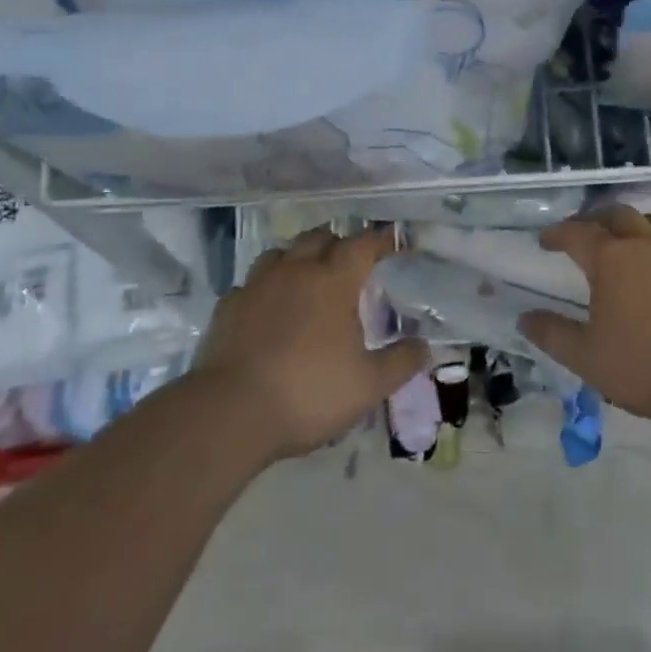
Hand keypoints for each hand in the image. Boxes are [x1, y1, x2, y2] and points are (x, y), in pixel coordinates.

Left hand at [195, 227, 427, 460]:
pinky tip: (267, 307)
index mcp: (333, 282)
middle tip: (349, 260)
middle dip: (338, 242)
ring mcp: (257, 286)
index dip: (381, 240)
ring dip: (298, 257)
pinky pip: (251, 284)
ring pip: (280, 253)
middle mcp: (295, 271)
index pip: (362, 244)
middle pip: (319, 238)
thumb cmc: (308, 393)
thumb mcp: (368, 386)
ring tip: (307, 276)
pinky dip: (265, 287)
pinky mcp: (227, 307)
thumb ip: (400, 362)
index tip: (394, 243)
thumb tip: (423, 346)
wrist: (229, 414)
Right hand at [518, 206, 650, 424]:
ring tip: (629, 240)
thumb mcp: (588, 358)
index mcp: (610, 259)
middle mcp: (645, 242)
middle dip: (595, 220)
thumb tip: (524, 318)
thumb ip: (553, 334)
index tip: (545, 241)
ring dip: (634, 225)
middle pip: (616, 215)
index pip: (576, 233)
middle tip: (584, 233)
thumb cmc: (647, 365)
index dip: (557, 234)